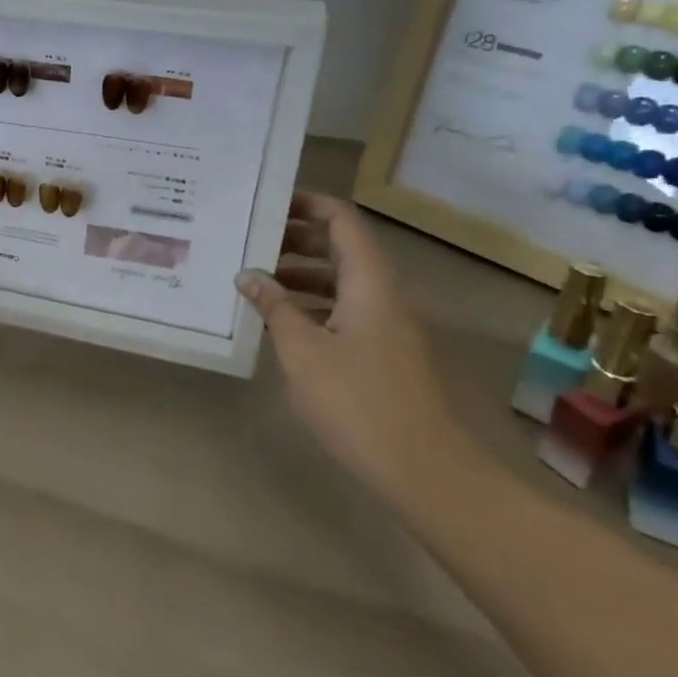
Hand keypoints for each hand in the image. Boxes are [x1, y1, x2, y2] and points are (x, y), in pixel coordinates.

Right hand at [235, 192, 460, 502]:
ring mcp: (391, 325)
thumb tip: (248, 275)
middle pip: (342, 247)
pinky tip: (284, 324)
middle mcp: (385, 293)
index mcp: (370, 281)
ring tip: (257, 283)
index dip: (306, 203)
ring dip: (302, 275)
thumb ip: (274, 306)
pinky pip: (349, 310)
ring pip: (344, 281)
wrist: (428, 473)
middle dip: (296, 240)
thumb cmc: (358, 401)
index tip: (267, 203)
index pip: (341, 219)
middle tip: (251, 244)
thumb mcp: (302, 350)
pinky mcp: (389, 353)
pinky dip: (316, 305)